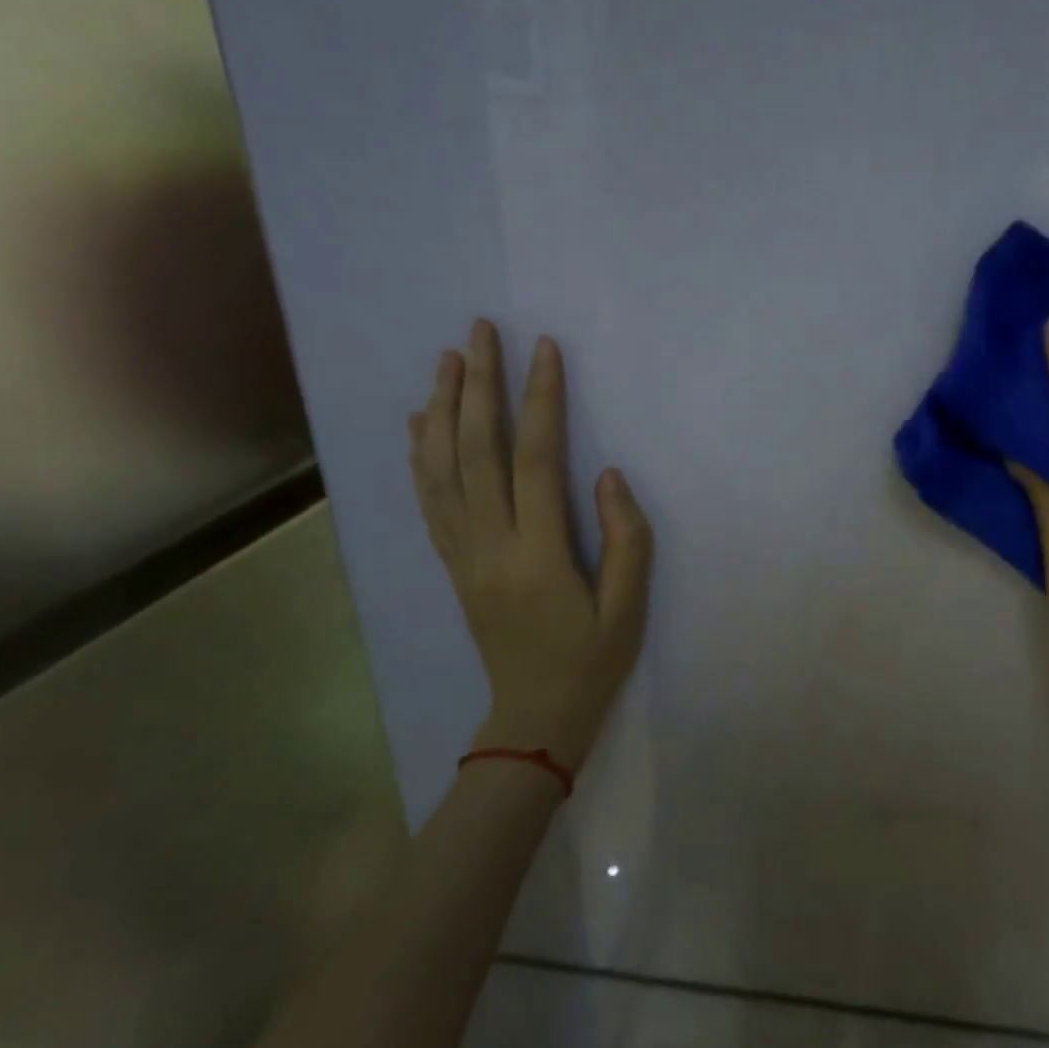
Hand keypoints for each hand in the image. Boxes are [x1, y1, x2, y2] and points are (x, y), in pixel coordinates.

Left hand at [408, 320, 653, 772]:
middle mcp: (488, 545)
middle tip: (479, 331)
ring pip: (441, 470)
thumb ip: (626, 539)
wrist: (534, 716)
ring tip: (447, 359)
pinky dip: (420, 455)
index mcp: (537, 554)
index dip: (540, 400)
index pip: (535, 460)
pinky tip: (420, 422)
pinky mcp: (452, 563)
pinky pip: (429, 500)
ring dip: (441, 408)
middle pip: (475, 451)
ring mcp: (461, 554)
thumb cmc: (591, 660)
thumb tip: (608, 475)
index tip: (544, 349)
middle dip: (477, 385)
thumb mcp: (628, 609)